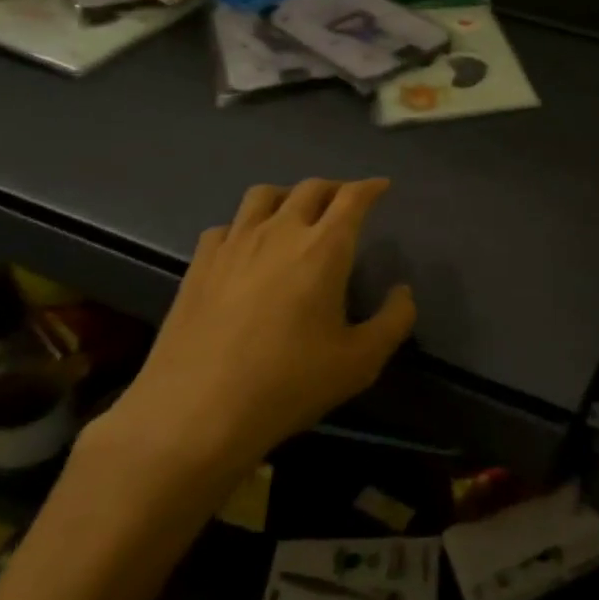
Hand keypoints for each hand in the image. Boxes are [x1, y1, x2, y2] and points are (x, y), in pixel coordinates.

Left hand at [88, 179, 414, 503]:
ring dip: (288, 195)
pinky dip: (246, 225)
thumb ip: (394, 321)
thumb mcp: (361, 362)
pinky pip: (227, 226)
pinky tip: (247, 247)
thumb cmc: (288, 384)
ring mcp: (234, 245)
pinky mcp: (199, 265)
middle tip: (346, 202)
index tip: (382, 187)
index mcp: (324, 248)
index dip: (370, 187)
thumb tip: (402, 292)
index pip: (352, 198)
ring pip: (263, 195)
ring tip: (296, 212)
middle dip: (334, 188)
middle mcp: (279, 233)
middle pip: (310, 189)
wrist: (195, 412)